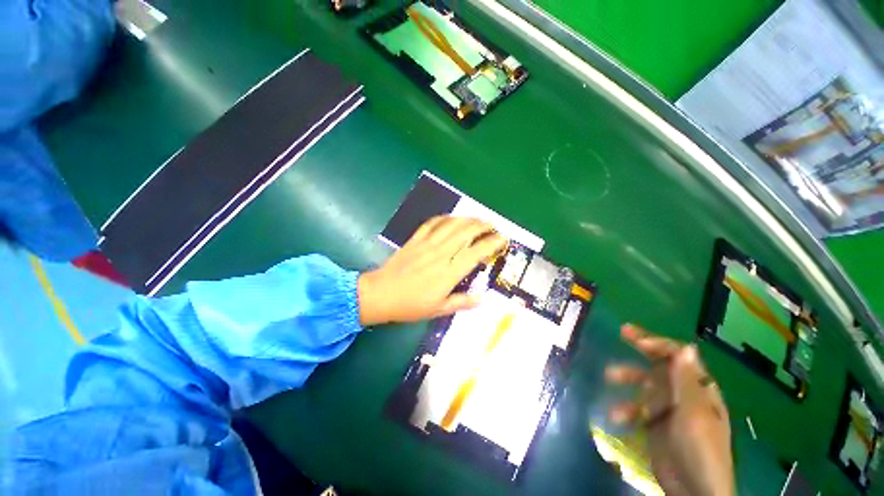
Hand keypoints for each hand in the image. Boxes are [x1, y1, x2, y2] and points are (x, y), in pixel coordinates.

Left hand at [358, 216, 507, 325]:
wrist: (381, 294)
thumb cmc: (411, 305)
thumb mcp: (438, 310)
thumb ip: (461, 302)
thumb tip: (480, 298)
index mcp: (449, 272)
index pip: (476, 252)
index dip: (492, 243)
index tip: (502, 239)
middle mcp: (441, 254)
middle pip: (466, 233)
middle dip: (483, 226)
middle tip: (492, 225)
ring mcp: (427, 244)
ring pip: (451, 225)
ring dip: (467, 219)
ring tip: (477, 218)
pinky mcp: (415, 239)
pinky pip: (432, 223)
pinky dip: (444, 218)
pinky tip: (451, 217)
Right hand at [605, 324, 733, 495]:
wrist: (693, 491)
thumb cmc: (700, 450)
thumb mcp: (694, 414)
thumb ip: (687, 381)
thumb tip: (687, 347)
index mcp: (698, 389)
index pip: (679, 356)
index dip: (658, 344)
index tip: (634, 340)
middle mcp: (683, 393)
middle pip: (661, 363)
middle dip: (642, 347)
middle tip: (622, 331)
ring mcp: (667, 408)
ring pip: (645, 384)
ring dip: (628, 378)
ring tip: (609, 376)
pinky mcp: (654, 424)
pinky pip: (637, 408)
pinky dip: (626, 409)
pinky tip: (616, 416)